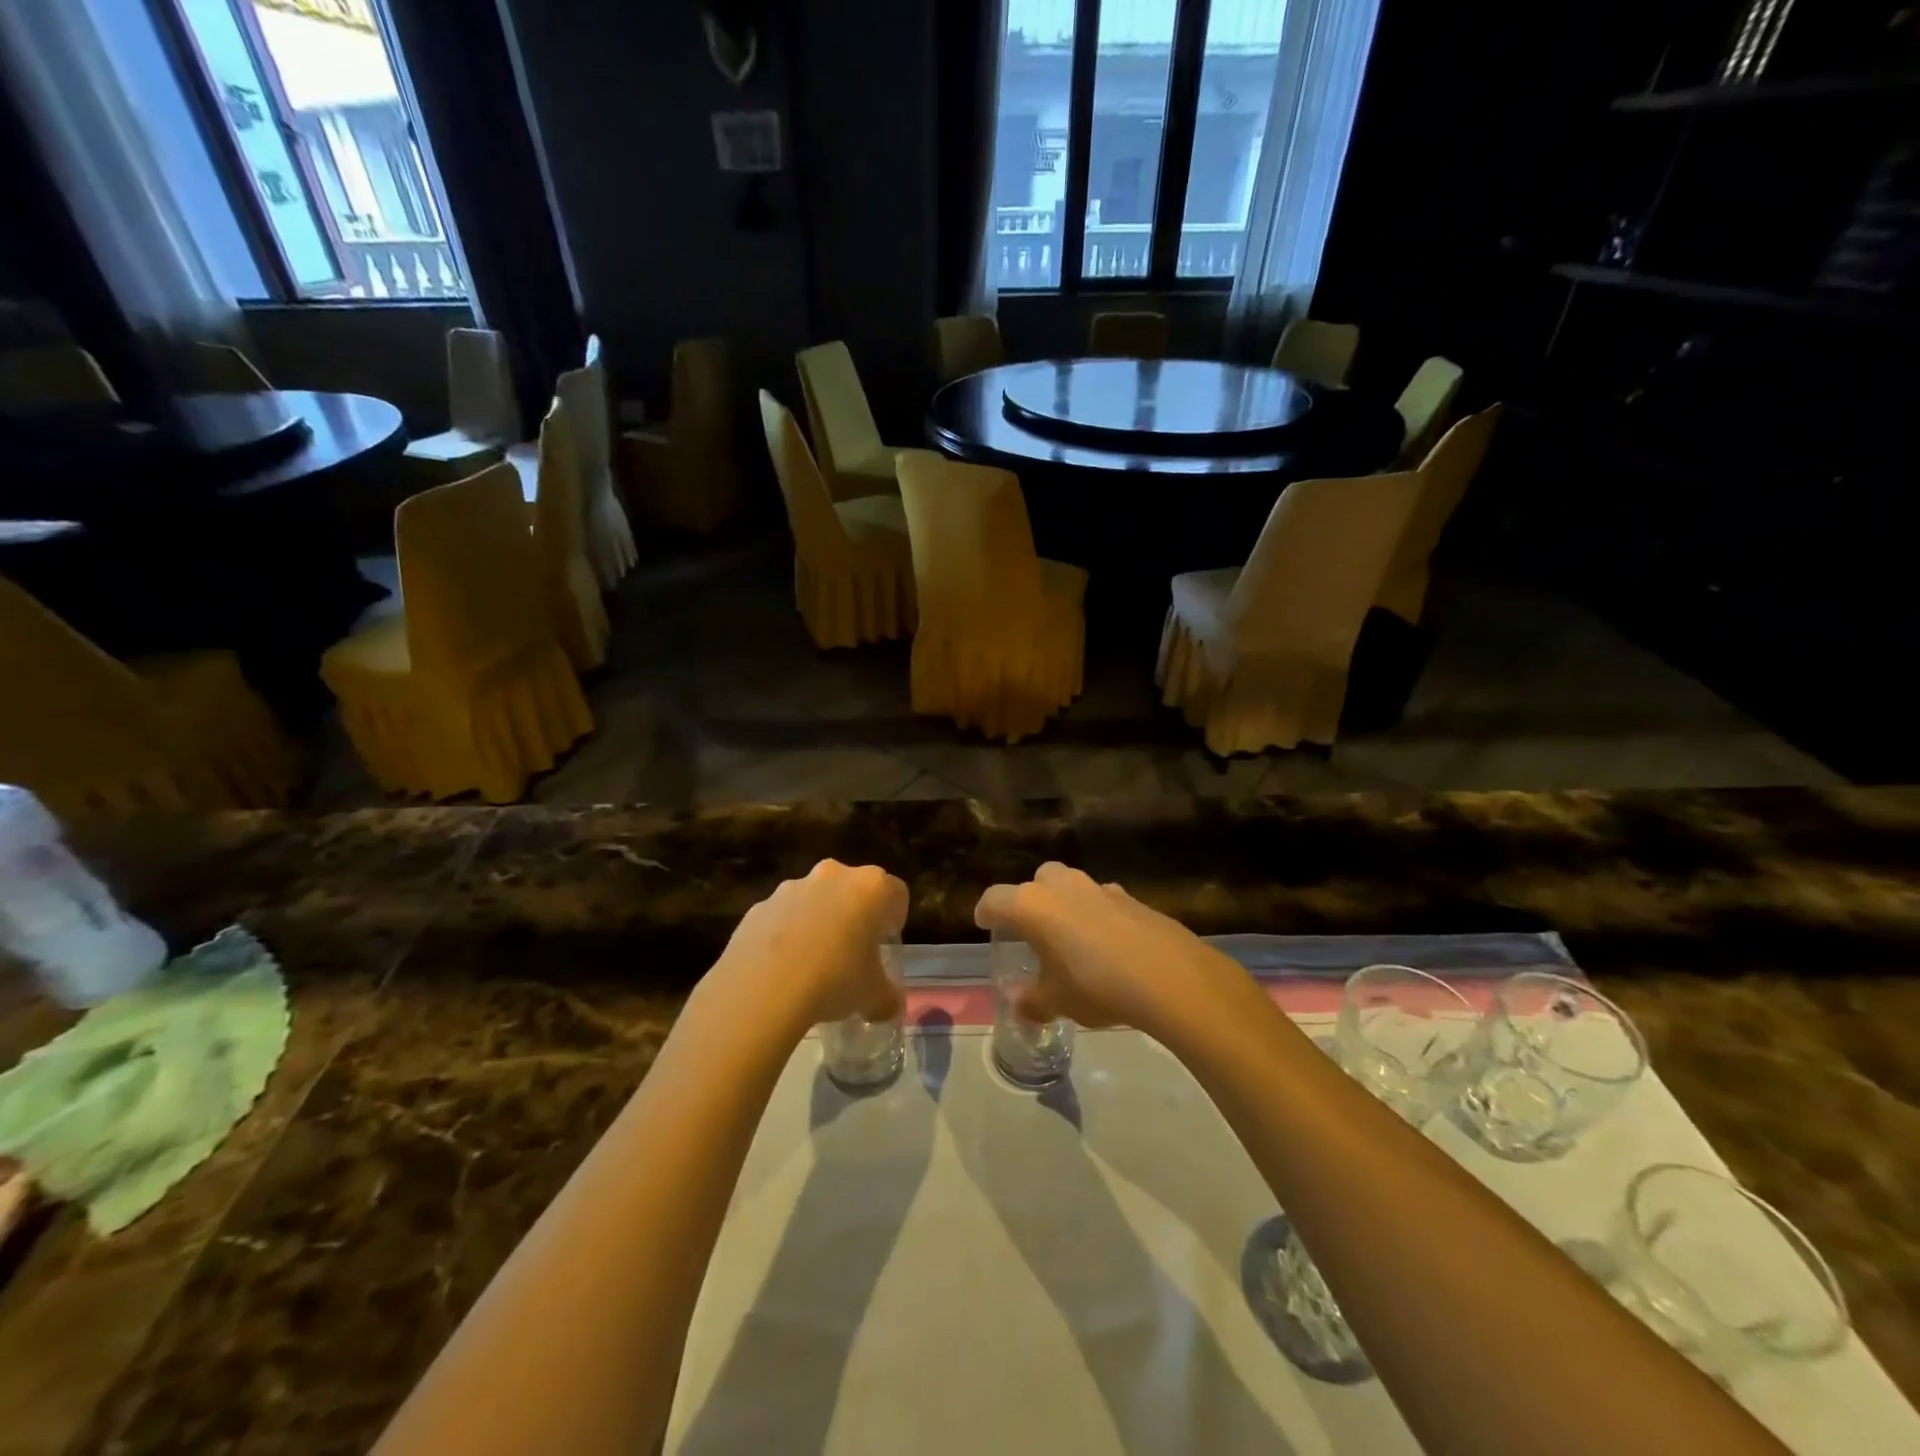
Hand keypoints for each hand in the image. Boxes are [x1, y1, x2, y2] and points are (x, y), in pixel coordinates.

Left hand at [708, 860, 906, 1034]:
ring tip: (814, 964)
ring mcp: (792, 887)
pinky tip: (783, 968)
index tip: (886, 943)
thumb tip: (889, 1007)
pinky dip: (787, 934)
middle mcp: (834, 875)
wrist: (763, 987)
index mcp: (871, 887)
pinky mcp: (760, 905)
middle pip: (853, 889)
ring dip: (819, 922)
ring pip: (815, 900)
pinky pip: (782, 916)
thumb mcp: (873, 996)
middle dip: (855, 915)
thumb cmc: (834, 979)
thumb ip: (887, 998)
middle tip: (853, 952)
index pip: (896, 893)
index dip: (894, 919)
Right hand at [974, 862, 1247, 1032]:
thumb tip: (1018, 1003)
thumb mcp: (1057, 1001)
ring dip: (1065, 905)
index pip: (995, 898)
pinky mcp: (1131, 897)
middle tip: (1032, 930)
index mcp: (1032, 905)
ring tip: (1071, 939)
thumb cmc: (1096, 985)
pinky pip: (1102, 900)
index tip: (984, 923)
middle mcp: (1062, 886)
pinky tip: (1107, 945)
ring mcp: (1099, 887)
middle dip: (1030, 900)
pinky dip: (1097, 916)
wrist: (1168, 976)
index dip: (986, 911)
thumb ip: (1032, 1000)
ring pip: (1071, 886)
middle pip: (1036, 881)